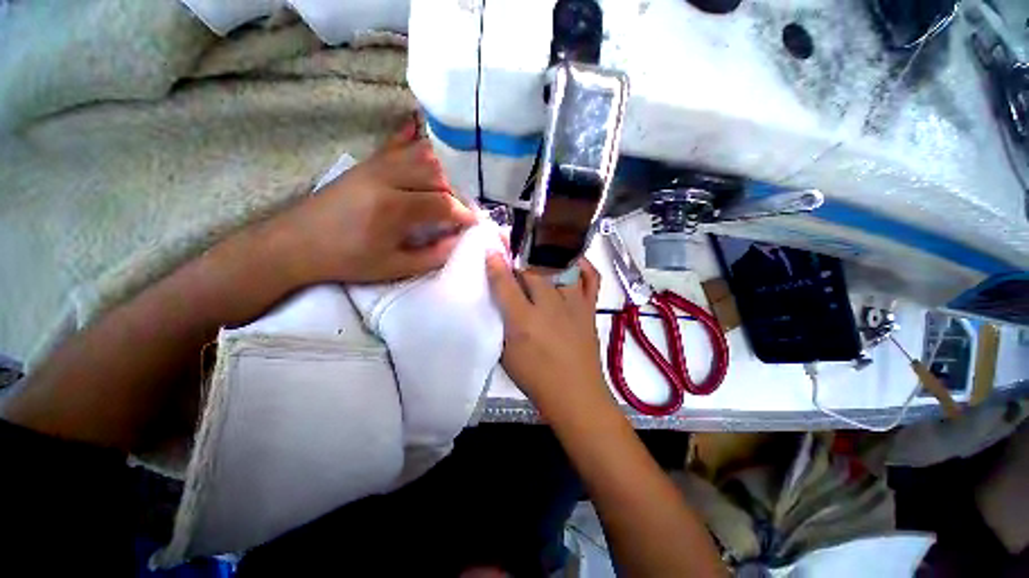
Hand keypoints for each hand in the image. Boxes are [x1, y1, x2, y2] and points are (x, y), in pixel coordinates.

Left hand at [278, 119, 476, 283]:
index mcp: (394, 208)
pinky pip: (395, 144)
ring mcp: (375, 166)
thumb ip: (432, 256)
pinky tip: (419, 129)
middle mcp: (387, 178)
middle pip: (436, 174)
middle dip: (454, 193)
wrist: (295, 243)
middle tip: (457, 211)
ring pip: (420, 155)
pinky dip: (411, 138)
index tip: (472, 224)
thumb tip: (458, 242)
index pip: (443, 203)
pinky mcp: (366, 163)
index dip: (463, 214)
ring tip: (445, 190)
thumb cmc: (347, 260)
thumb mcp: (393, 268)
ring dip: (440, 171)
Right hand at [485, 253, 608, 409]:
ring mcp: (573, 305)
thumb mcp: (507, 353)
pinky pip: (591, 279)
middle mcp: (549, 307)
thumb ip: (500, 323)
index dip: (496, 264)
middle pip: (533, 271)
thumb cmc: (536, 378)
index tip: (491, 248)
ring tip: (538, 243)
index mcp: (523, 322)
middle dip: (519, 252)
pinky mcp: (589, 308)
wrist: (575, 395)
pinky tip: (572, 259)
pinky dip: (583, 265)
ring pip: (560, 268)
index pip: (505, 285)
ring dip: (547, 253)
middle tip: (510, 240)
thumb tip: (497, 299)